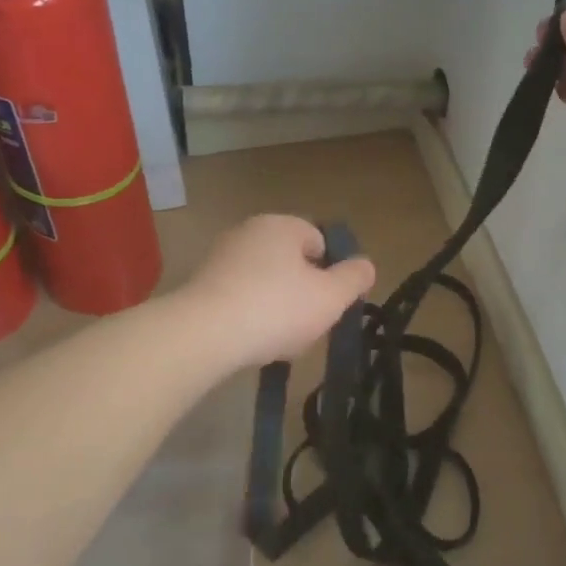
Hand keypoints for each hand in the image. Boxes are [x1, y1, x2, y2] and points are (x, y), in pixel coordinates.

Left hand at [179, 214, 376, 369]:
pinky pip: (238, 297)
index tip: (328, 304)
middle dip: (302, 292)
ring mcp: (220, 256)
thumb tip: (365, 265)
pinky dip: (248, 316)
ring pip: (264, 282)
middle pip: (291, 262)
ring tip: (276, 339)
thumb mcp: (330, 297)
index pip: (319, 241)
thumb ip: (354, 279)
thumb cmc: (276, 308)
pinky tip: (249, 341)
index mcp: (282, 225)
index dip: (329, 273)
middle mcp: (249, 231)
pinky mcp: (200, 284)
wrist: (203, 334)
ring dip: (275, 307)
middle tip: (306, 325)